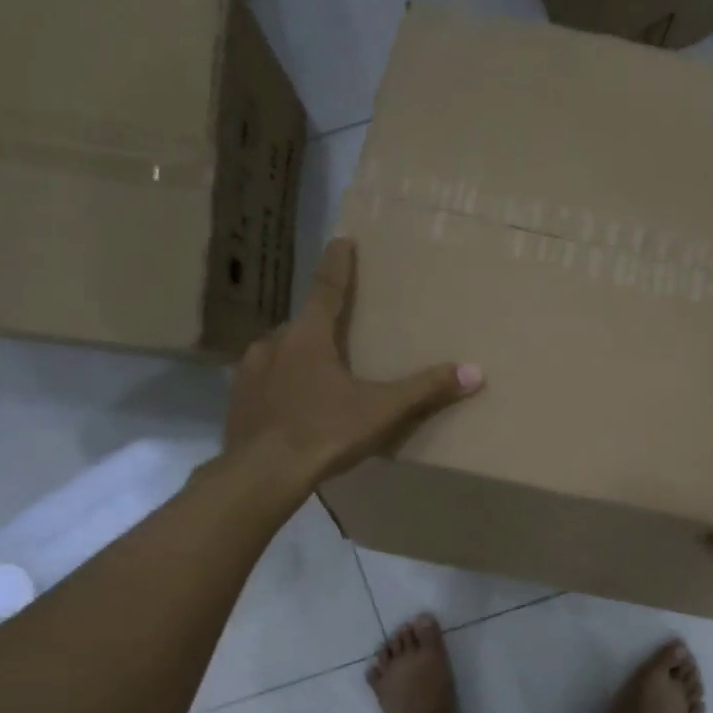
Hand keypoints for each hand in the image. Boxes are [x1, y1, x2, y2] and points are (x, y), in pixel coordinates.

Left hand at [225, 239, 483, 487]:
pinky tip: (291, 408)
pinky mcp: (238, 399)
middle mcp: (274, 342)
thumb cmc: (324, 432)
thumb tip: (474, 372)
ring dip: (298, 358)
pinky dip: (280, 386)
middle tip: (339, 338)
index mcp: (309, 336)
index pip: (327, 288)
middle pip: (303, 325)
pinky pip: (264, 382)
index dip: (338, 264)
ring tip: (317, 380)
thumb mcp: (381, 411)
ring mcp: (250, 370)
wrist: (262, 473)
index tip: (342, 240)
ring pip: (280, 353)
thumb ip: (425, 390)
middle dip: (321, 327)